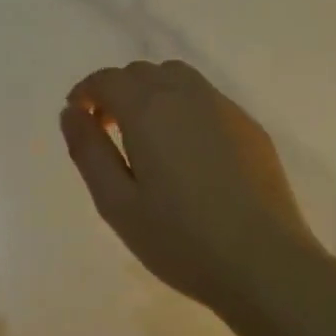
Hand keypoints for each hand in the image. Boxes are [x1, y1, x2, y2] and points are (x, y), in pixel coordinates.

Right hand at [60, 61, 329, 325]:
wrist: (265, 263)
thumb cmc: (180, 239)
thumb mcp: (117, 203)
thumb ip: (88, 151)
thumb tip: (71, 113)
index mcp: (149, 109)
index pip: (108, 79)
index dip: (86, 92)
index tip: (78, 117)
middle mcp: (187, 95)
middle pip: (143, 72)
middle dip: (117, 92)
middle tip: (107, 131)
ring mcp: (225, 108)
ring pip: (178, 78)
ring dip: (152, 93)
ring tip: (147, 137)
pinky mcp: (250, 127)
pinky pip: (207, 99)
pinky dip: (184, 107)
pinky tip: (187, 151)